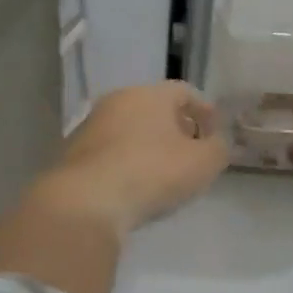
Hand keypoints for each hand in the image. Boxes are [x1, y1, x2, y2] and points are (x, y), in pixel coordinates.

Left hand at [36, 82, 228, 234]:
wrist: (87, 200)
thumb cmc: (152, 172)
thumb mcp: (202, 163)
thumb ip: (218, 148)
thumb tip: (215, 142)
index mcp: (150, 94)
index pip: (184, 92)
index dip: (204, 112)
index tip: (215, 134)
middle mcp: (118, 100)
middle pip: (156, 108)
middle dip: (177, 128)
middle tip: (192, 153)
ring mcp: (92, 124)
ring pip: (131, 128)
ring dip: (150, 144)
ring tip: (164, 173)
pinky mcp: (75, 151)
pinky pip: (111, 150)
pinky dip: (127, 160)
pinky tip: (135, 185)